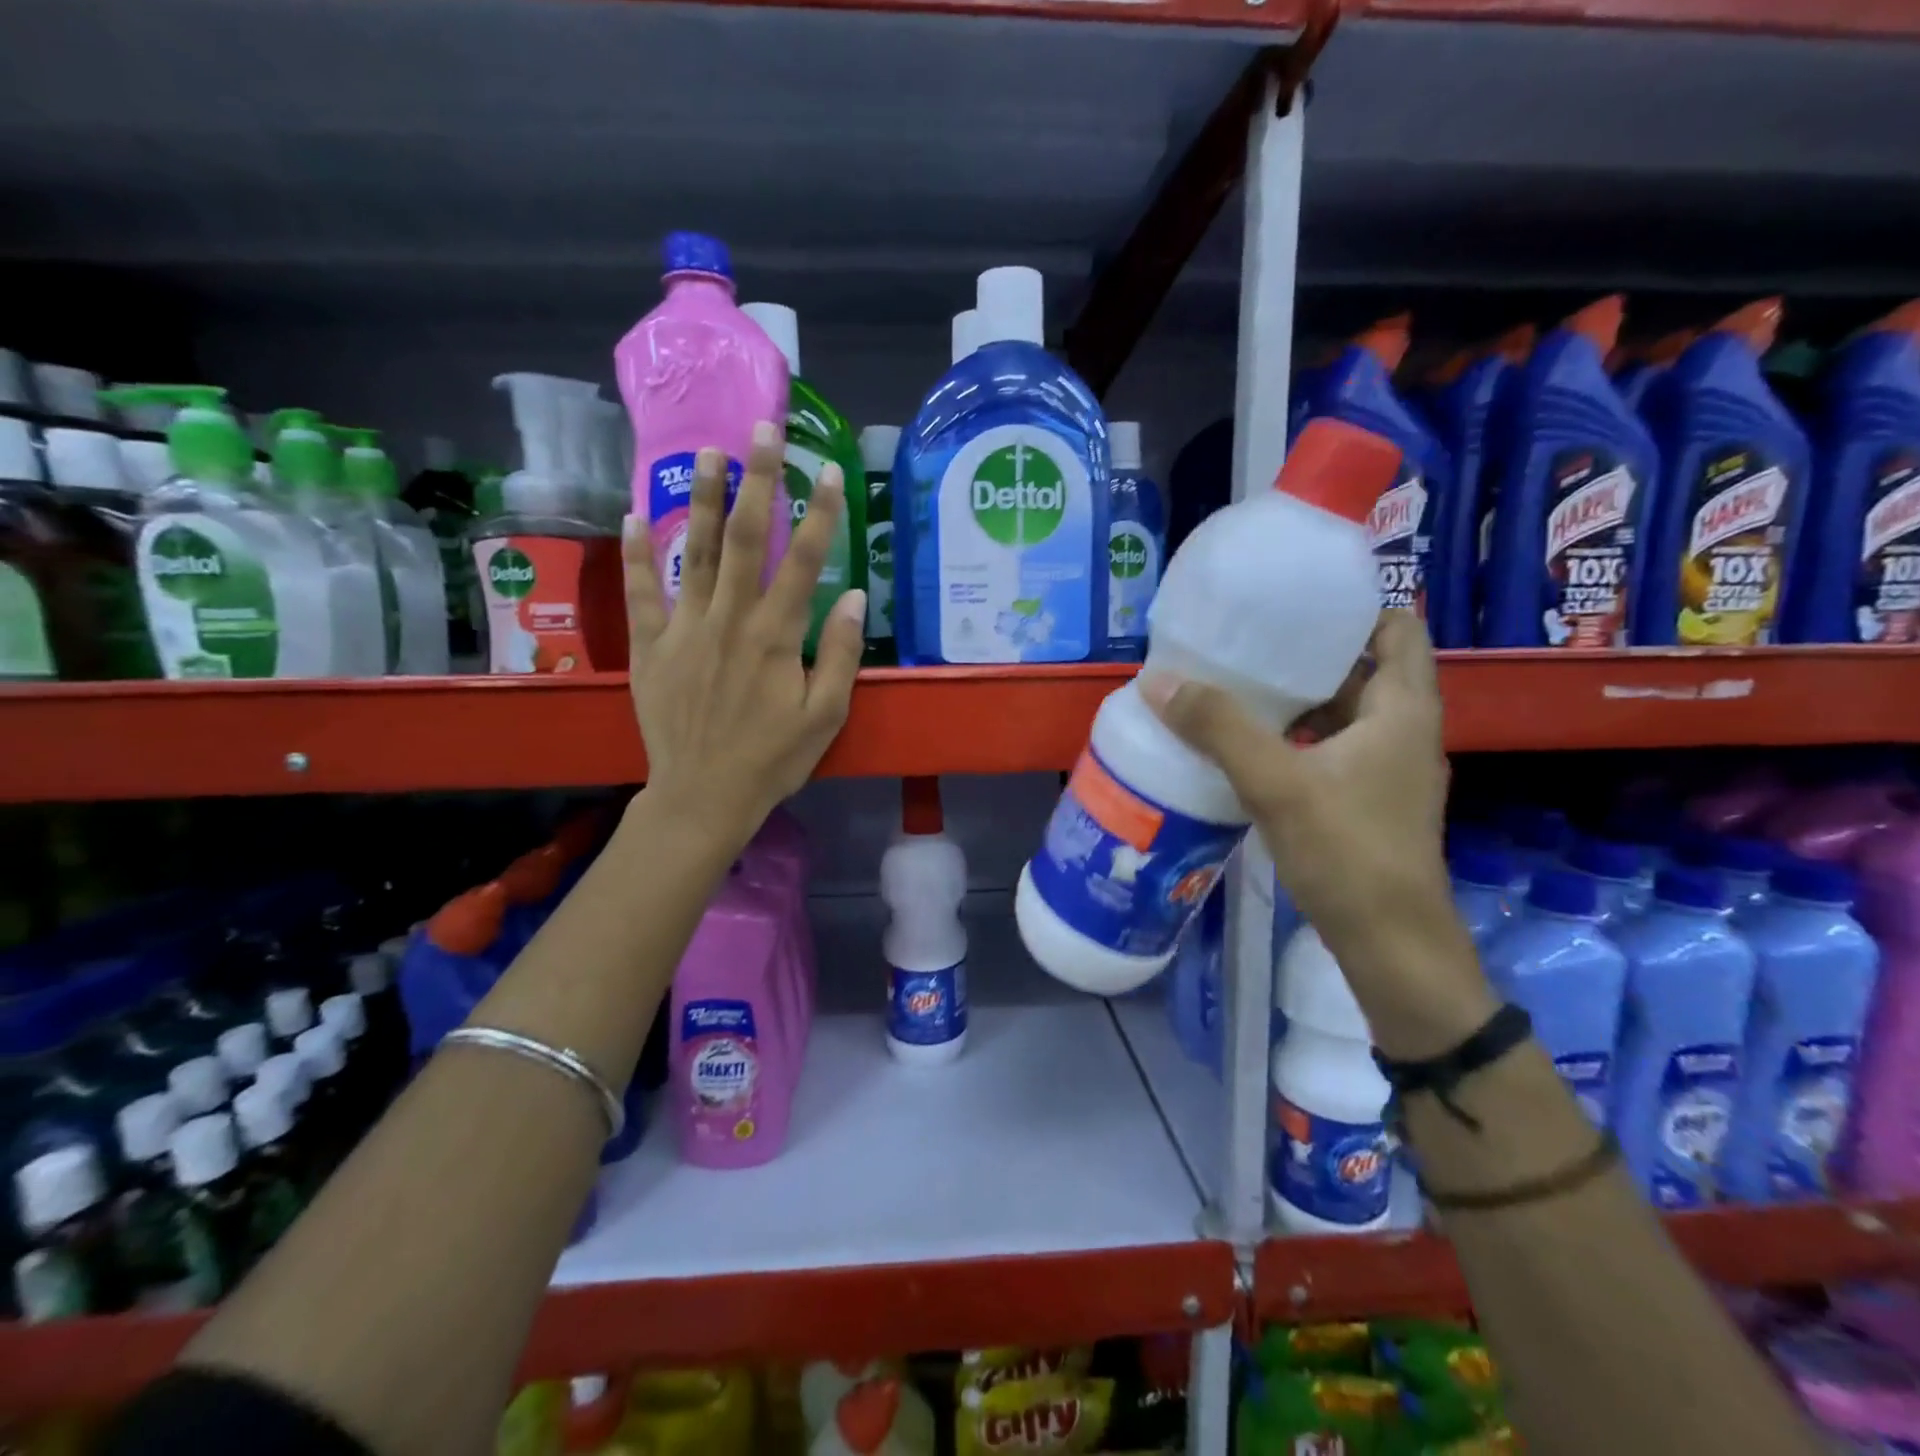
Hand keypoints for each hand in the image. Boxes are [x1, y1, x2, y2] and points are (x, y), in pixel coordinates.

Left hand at [623, 420, 865, 846]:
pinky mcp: (652, 647)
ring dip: (699, 499)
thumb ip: (838, 653)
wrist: (703, 796)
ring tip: (706, 452)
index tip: (826, 468)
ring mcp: (684, 629)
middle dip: (755, 480)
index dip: (818, 512)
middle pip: (743, 539)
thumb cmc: (772, 760)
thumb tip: (851, 596)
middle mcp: (729, 619)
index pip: (802, 560)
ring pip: (692, 552)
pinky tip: (632, 515)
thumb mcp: (825, 716)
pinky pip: (641, 592)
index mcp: (774, 636)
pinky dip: (636, 553)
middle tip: (761, 429)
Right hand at [1141, 611, 1492, 1052]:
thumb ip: (1219, 729)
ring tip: (1239, 686)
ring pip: (1345, 714)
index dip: (1355, 608)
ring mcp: (1387, 771)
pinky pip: (1332, 749)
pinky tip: (1251, 747)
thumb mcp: (1277, 784)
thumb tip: (1157, 680)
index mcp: (1402, 710)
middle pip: (1363, 669)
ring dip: (1299, 698)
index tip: (1297, 602)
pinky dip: (1297, 738)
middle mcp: (1403, 732)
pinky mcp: (1368, 802)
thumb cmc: (1348, 852)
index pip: (1398, 628)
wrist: (1391, 946)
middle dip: (1309, 653)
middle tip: (1249, 641)